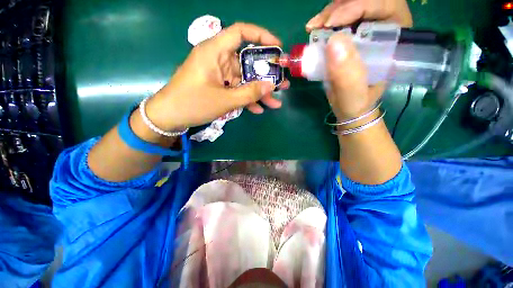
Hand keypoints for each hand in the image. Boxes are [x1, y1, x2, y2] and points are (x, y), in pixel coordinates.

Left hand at [144, 23, 289, 130]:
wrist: (170, 117)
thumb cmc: (193, 104)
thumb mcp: (225, 100)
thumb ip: (249, 93)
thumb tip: (270, 86)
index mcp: (215, 52)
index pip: (241, 32)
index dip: (261, 36)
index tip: (277, 49)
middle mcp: (218, 59)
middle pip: (247, 62)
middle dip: (266, 75)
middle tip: (282, 84)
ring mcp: (219, 74)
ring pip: (244, 79)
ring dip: (259, 92)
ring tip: (275, 102)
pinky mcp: (219, 86)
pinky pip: (236, 89)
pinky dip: (247, 99)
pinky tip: (258, 109)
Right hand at [306, 0, 411, 119]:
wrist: (349, 108)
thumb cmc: (356, 103)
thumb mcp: (353, 94)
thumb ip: (347, 74)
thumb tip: (333, 42)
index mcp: (393, 40)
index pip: (385, 6)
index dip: (359, 6)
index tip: (332, 23)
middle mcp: (382, 30)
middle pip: (366, 1)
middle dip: (341, 6)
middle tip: (320, 23)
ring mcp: (365, 32)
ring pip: (351, 6)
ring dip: (331, 12)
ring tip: (314, 26)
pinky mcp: (350, 38)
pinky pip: (339, 19)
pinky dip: (325, 22)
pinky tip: (314, 29)